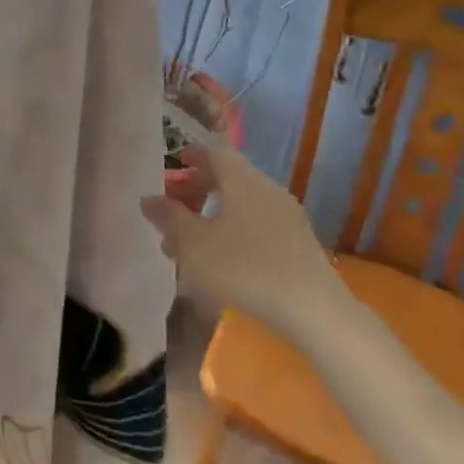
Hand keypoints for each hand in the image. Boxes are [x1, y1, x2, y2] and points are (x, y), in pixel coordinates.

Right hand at [141, 144, 346, 339]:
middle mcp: (268, 190)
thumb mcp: (193, 244)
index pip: (215, 152)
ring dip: (214, 215)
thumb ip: (168, 217)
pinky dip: (234, 231)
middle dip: (198, 189)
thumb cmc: (245, 268)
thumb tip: (149, 199)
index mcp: (243, 180)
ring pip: (242, 205)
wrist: (314, 311)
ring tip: (190, 243)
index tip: (174, 166)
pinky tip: (222, 261)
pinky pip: (258, 225)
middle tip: (174, 207)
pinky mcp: (299, 244)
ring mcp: (288, 217)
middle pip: (229, 178)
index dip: (192, 155)